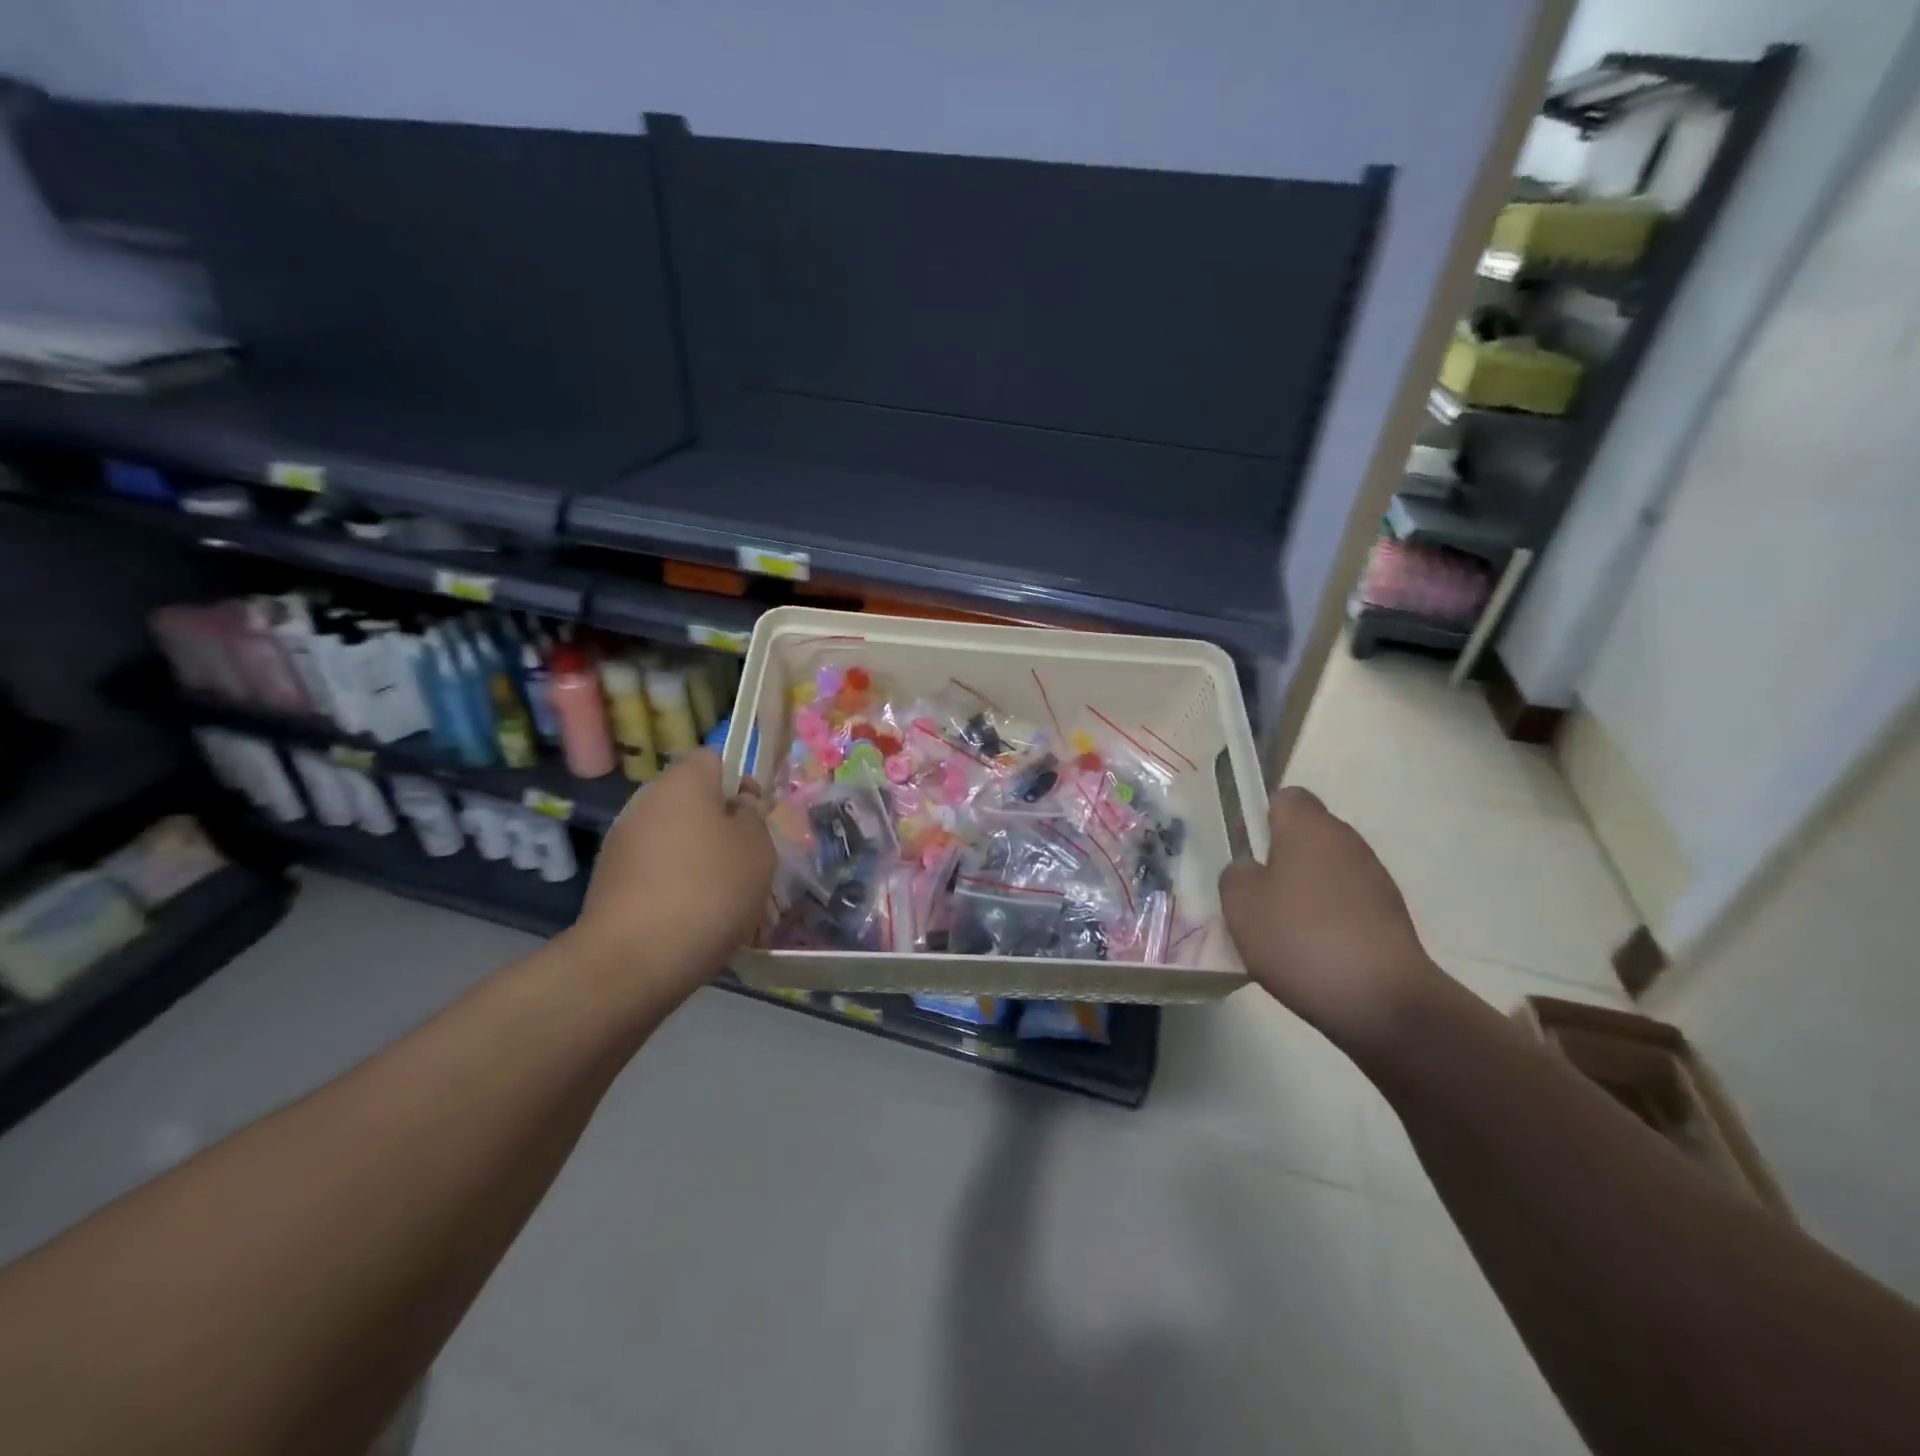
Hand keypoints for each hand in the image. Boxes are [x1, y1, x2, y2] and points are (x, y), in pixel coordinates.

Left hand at [569, 750, 774, 998]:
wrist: (635, 960)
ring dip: (698, 857)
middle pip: (693, 801)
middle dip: (720, 825)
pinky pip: (656, 869)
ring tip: (723, 897)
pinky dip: (675, 884)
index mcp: (682, 783)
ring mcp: (622, 842)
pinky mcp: (610, 881)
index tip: (756, 818)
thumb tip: (739, 805)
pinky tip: (692, 917)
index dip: (740, 782)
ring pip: (675, 838)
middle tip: (746, 861)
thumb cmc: (710, 890)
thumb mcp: (757, 848)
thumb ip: (753, 816)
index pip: (714, 758)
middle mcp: (646, 802)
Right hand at [1219, 787, 1441, 1049]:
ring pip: (1326, 869)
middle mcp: (1346, 840)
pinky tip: (1313, 951)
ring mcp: (1374, 877)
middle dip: (1280, 857)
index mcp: (1309, 827)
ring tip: (1282, 929)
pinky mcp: (1391, 914)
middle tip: (1255, 894)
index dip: (1260, 817)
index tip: (1245, 851)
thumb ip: (1236, 874)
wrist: (1382, 1001)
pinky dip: (1328, 916)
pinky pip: (1346, 901)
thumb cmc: (1300, 938)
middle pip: (1306, 834)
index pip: (1285, 797)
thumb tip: (1250, 870)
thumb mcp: (1240, 904)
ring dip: (1305, 889)